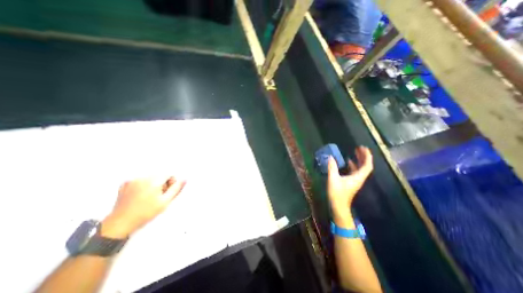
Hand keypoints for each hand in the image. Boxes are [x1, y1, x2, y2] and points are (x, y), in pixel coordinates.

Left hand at [100, 176, 185, 237]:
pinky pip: (140, 180)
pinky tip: (141, 195)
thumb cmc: (144, 213)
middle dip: (162, 182)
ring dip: (153, 183)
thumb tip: (184, 180)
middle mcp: (143, 178)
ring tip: (149, 196)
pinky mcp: (125, 184)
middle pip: (159, 174)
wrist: (120, 223)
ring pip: (150, 177)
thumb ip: (176, 189)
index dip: (171, 181)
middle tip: (159, 195)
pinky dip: (143, 185)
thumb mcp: (165, 202)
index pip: (169, 174)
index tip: (168, 190)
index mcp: (153, 181)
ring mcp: (132, 180)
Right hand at [326, 146, 370, 223]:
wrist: (338, 206)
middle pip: (365, 166)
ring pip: (360, 168)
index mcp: (357, 177)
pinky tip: (348, 162)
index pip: (367, 165)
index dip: (367, 156)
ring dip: (359, 160)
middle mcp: (359, 178)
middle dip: (364, 156)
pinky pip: (355, 171)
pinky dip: (353, 165)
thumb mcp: (333, 179)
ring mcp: (355, 181)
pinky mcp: (351, 182)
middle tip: (359, 148)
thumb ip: (332, 167)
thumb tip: (330, 157)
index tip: (363, 148)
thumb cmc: (337, 193)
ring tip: (355, 152)